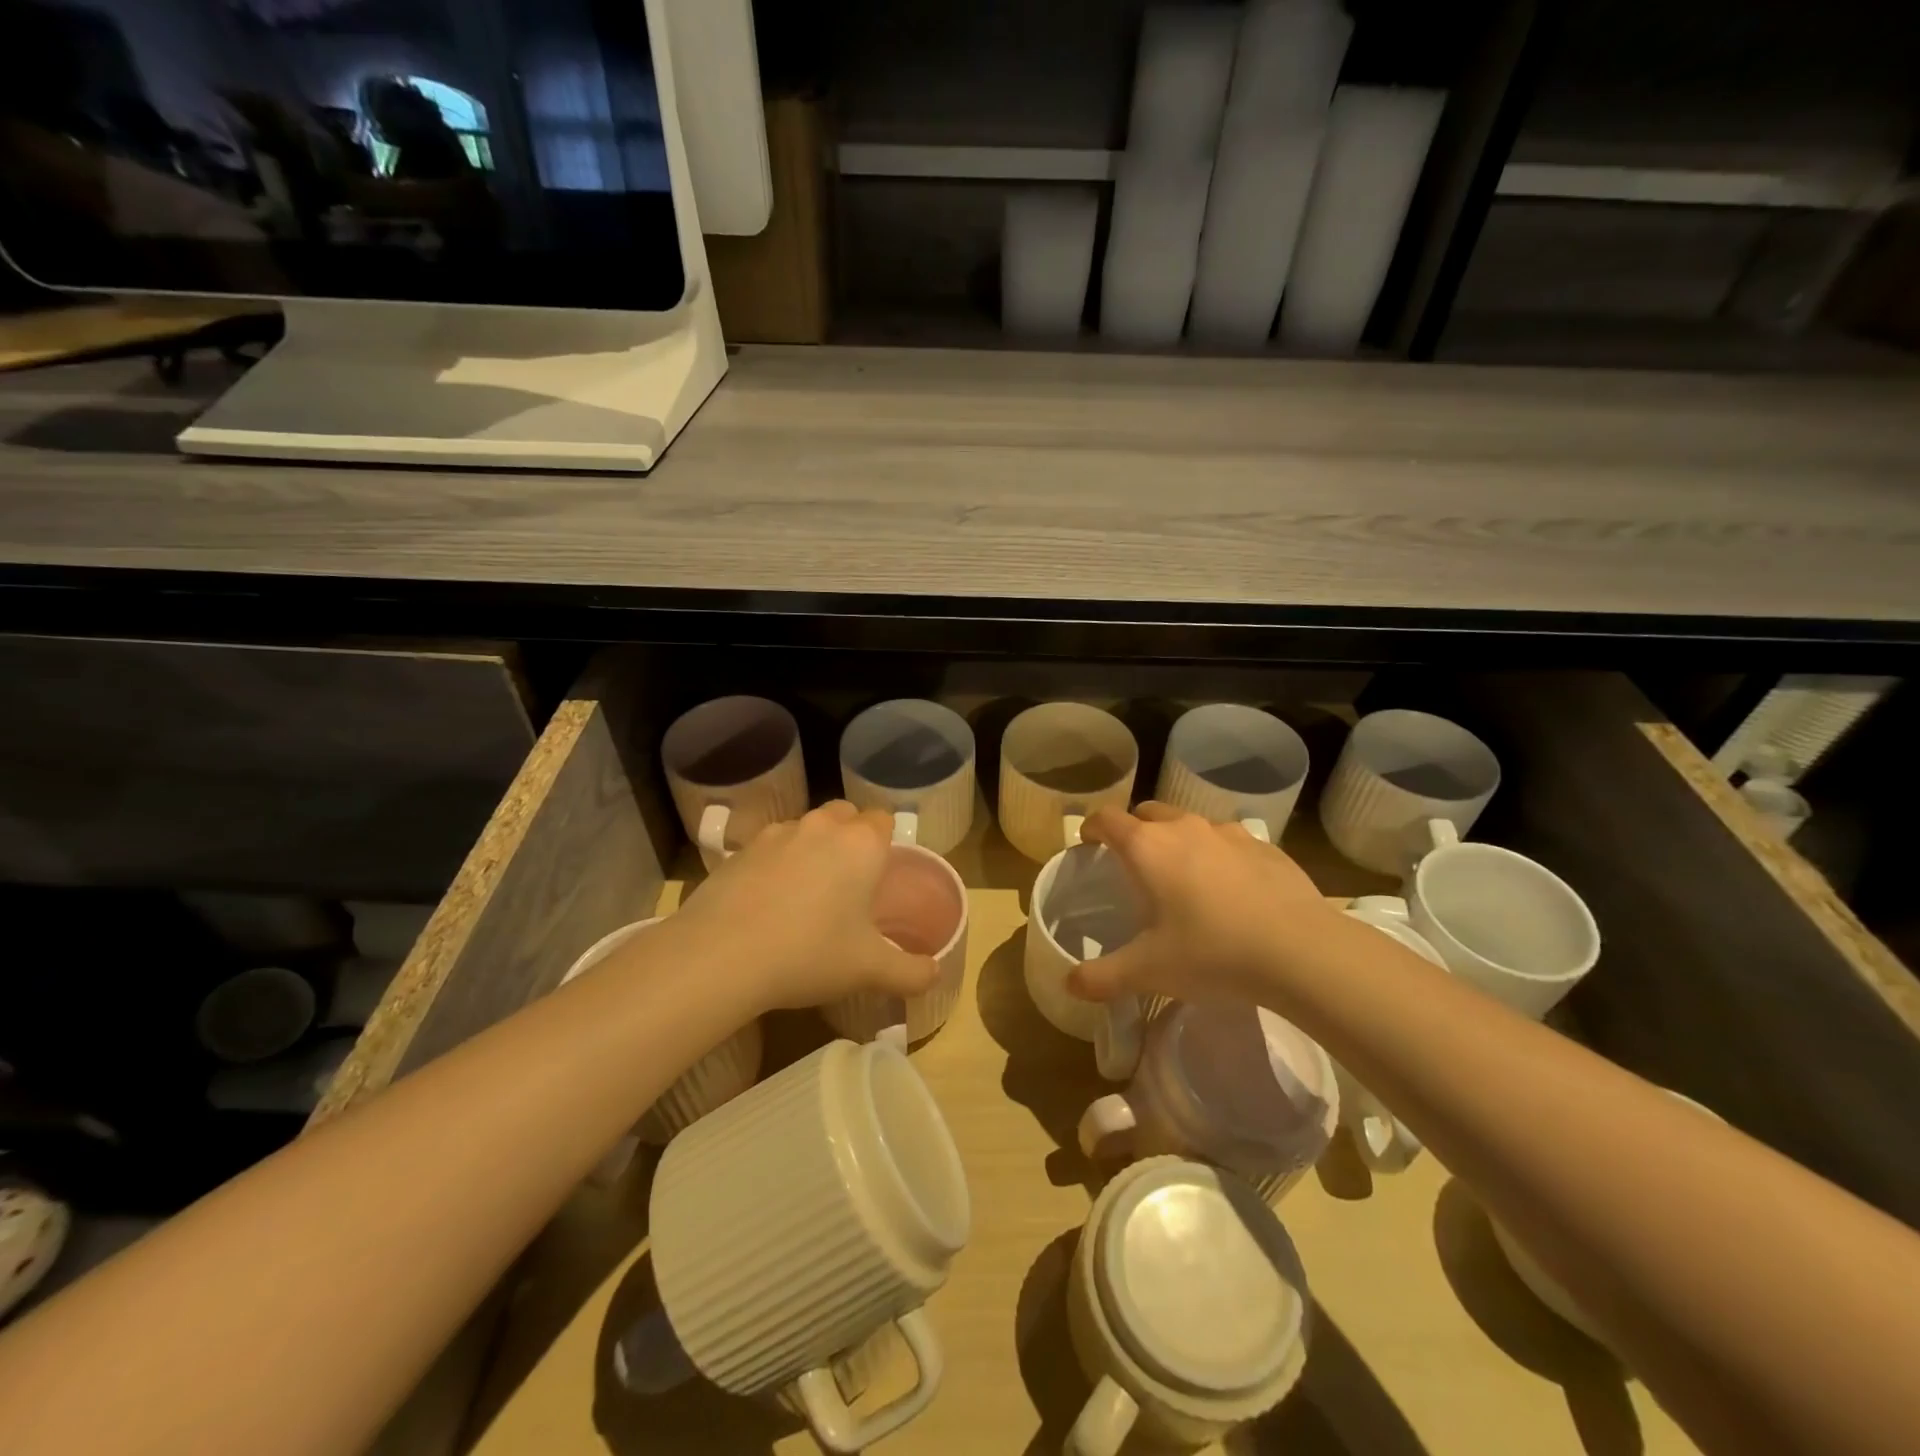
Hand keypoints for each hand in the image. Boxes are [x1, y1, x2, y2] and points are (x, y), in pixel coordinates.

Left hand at [674, 801, 940, 1012]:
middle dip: (850, 837)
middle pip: (844, 814)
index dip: (886, 841)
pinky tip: (767, 903)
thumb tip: (935, 975)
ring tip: (805, 894)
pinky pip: (769, 847)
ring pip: (805, 828)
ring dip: (811, 848)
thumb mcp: (869, 970)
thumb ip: (911, 972)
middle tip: (848, 881)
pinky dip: (775, 864)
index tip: (881, 874)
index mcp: (861, 844)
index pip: (883, 819)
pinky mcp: (739, 850)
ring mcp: (776, 834)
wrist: (721, 955)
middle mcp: (821, 827)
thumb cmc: (810, 954)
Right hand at [1067, 803, 1341, 1007]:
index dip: (1092, 828)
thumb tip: (1069, 984)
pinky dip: (1219, 856)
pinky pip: (1230, 842)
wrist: (1301, 952)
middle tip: (1134, 865)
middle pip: (1148, 812)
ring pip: (1191, 823)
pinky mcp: (1266, 846)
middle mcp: (1184, 827)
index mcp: (1147, 847)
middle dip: (1135, 830)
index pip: (1107, 818)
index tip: (1088, 844)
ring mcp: (1229, 833)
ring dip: (1178, 840)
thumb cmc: (1211, 953)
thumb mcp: (1148, 971)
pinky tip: (1232, 892)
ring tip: (1184, 878)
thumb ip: (1102, 976)